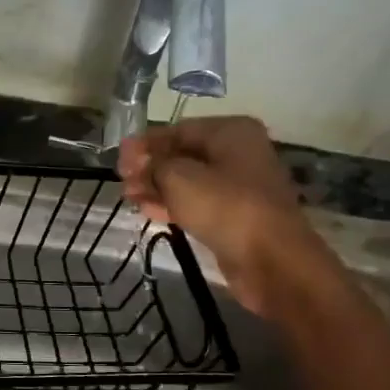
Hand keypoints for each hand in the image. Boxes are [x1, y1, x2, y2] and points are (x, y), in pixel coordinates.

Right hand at [116, 116, 332, 313]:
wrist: (271, 259)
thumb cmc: (224, 206)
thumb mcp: (178, 177)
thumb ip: (154, 164)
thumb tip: (142, 163)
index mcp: (230, 131)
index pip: (177, 130)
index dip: (145, 144)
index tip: (118, 160)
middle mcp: (238, 152)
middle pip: (183, 155)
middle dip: (150, 167)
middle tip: (122, 182)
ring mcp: (239, 185)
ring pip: (189, 181)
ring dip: (157, 187)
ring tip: (130, 198)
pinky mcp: (236, 215)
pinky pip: (198, 202)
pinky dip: (173, 204)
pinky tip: (148, 211)